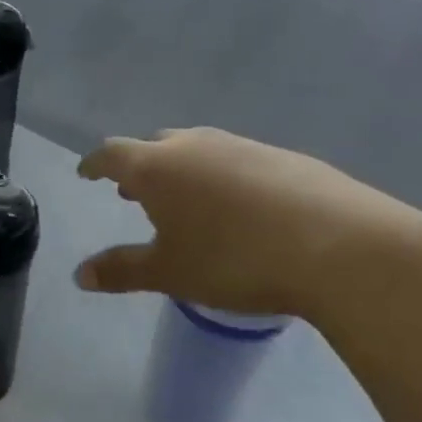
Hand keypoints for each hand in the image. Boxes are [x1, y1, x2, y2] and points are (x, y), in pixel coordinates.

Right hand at [74, 128, 421, 320]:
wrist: (341, 247)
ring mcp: (242, 146)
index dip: (95, 164)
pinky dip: (224, 177)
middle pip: (155, 145)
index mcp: (157, 167)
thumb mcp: (171, 273)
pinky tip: (243, 207)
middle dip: (140, 167)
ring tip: (187, 200)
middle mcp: (194, 145)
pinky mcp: (284, 157)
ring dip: (183, 170)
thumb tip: (80, 275)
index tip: (87, 173)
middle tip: (135, 194)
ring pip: (198, 149)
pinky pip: (237, 160)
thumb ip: (122, 270)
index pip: (111, 154)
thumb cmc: (235, 261)